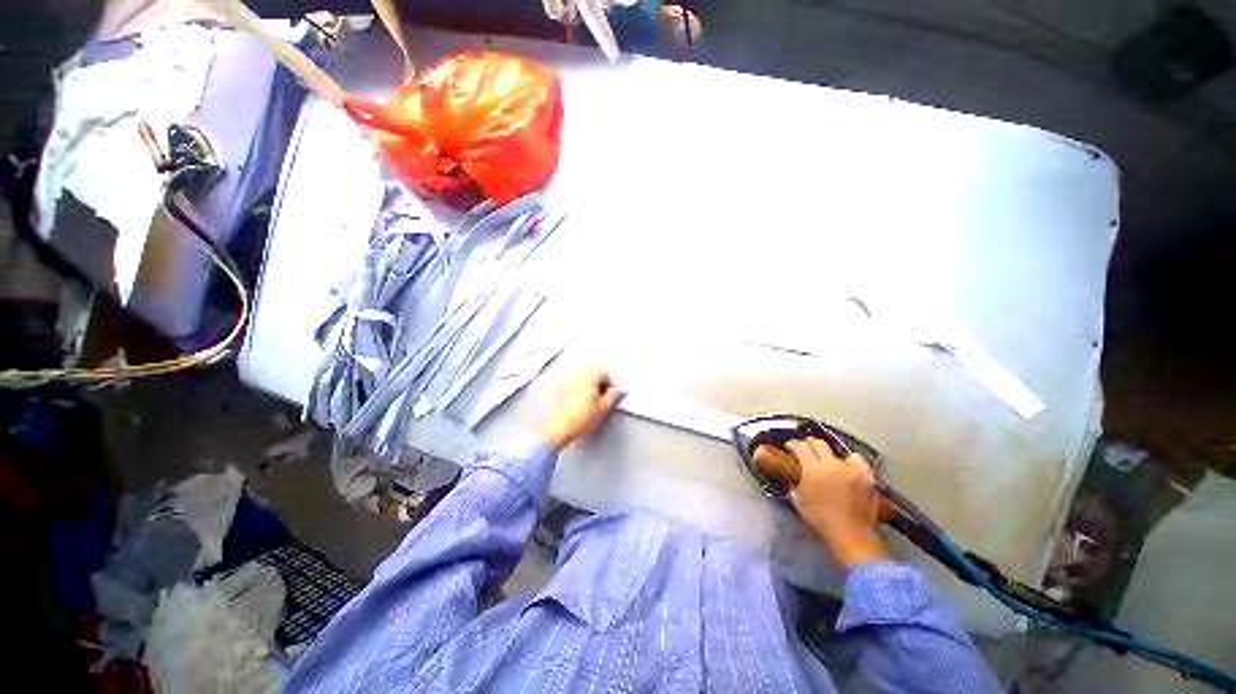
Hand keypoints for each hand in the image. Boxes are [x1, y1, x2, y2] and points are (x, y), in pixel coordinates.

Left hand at [538, 368, 623, 451]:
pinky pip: (575, 388)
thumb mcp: (604, 408)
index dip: (610, 382)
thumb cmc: (584, 418)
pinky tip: (581, 406)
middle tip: (603, 400)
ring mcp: (568, 385)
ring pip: (584, 382)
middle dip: (600, 385)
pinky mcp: (561, 393)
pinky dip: (581, 393)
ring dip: (590, 389)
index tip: (611, 394)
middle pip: (592, 376)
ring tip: (593, 404)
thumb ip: (613, 396)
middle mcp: (578, 378)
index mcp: (589, 379)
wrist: (560, 428)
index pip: (603, 372)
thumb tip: (620, 390)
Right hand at [785, 438, 890, 566]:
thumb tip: (792, 478)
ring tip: (828, 462)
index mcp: (813, 468)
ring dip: (830, 455)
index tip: (790, 447)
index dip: (793, 444)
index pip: (801, 446)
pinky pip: (857, 460)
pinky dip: (850, 462)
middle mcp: (832, 464)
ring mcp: (851, 468)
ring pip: (837, 452)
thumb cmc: (820, 518)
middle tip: (805, 449)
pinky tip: (847, 468)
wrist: (850, 534)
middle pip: (818, 443)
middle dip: (809, 443)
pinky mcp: (866, 476)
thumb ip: (794, 484)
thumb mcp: (798, 500)